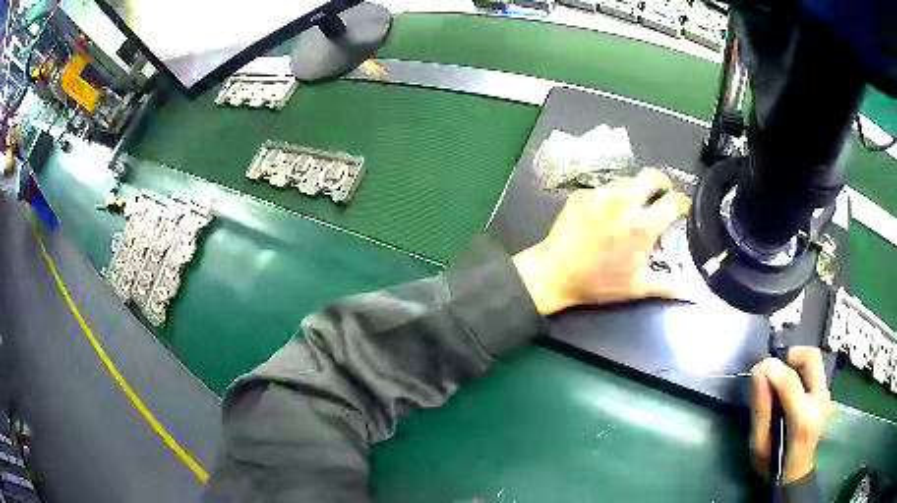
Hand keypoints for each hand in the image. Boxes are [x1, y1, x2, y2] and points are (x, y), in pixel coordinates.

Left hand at [513, 169, 689, 315]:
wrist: (555, 273)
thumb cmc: (598, 283)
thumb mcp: (636, 287)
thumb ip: (666, 285)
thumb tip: (690, 291)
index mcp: (642, 225)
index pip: (673, 201)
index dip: (682, 203)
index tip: (682, 208)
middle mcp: (624, 202)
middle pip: (652, 176)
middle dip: (662, 183)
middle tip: (661, 195)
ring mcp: (601, 194)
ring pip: (628, 179)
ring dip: (636, 189)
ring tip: (633, 205)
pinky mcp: (583, 193)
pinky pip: (605, 187)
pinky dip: (612, 196)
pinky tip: (607, 212)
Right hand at [750, 347, 832, 483]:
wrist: (794, 475)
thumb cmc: (772, 465)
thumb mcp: (758, 444)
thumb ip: (760, 408)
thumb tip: (758, 372)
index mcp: (803, 419)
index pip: (790, 380)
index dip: (772, 368)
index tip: (757, 368)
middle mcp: (820, 401)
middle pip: (811, 357)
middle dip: (791, 354)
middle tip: (775, 368)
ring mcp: (827, 396)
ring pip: (815, 361)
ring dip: (796, 363)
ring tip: (781, 379)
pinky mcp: (827, 395)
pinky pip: (815, 372)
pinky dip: (801, 372)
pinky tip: (790, 390)